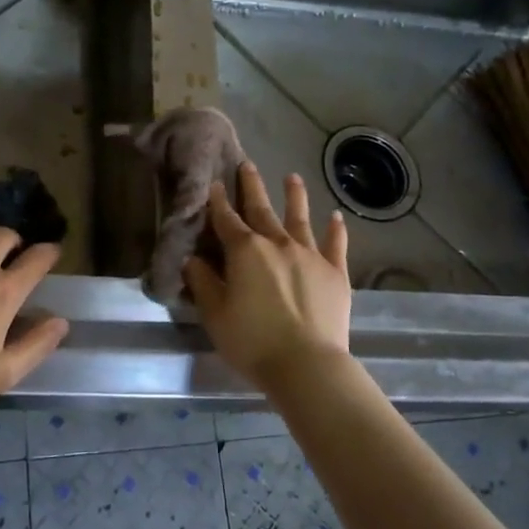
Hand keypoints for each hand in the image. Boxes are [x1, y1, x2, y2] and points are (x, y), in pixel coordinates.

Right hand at [183, 163, 351, 391]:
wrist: (306, 364)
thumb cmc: (252, 341)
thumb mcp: (214, 314)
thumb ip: (202, 281)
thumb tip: (192, 259)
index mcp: (245, 251)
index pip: (226, 219)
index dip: (218, 201)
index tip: (215, 183)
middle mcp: (278, 243)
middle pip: (262, 209)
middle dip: (252, 186)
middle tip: (247, 164)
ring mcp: (310, 255)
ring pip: (300, 218)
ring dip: (295, 196)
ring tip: (292, 177)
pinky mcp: (336, 272)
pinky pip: (336, 244)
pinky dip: (336, 229)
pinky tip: (336, 217)